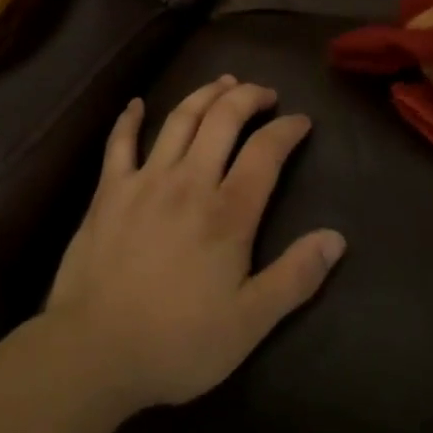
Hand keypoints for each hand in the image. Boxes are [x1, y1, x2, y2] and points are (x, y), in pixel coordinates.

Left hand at [45, 76, 345, 410]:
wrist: (96, 349)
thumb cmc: (178, 342)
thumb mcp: (249, 323)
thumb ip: (295, 277)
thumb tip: (336, 238)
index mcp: (227, 212)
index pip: (265, 152)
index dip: (286, 130)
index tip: (301, 120)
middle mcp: (189, 181)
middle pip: (223, 119)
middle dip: (248, 97)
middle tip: (264, 93)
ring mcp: (146, 179)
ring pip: (180, 118)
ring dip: (204, 94)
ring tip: (223, 83)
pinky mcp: (110, 188)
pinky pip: (120, 142)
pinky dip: (129, 119)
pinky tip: (136, 104)